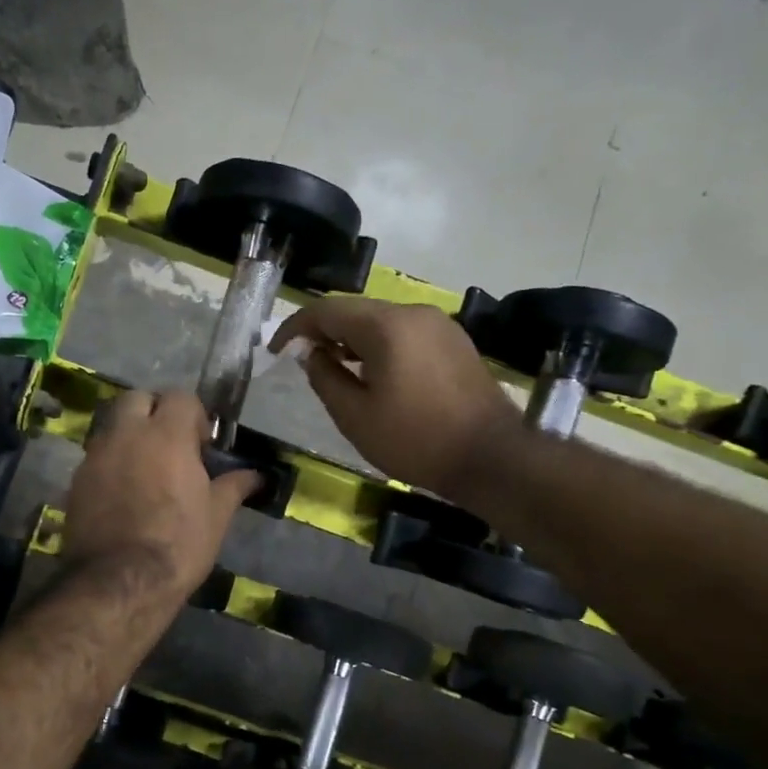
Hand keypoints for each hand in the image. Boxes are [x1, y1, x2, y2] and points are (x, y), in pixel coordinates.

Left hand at [63, 390, 258, 600]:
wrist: (119, 582)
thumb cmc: (178, 544)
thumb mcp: (216, 516)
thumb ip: (234, 486)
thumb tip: (257, 475)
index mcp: (166, 434)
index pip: (180, 397)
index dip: (194, 416)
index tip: (201, 446)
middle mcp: (126, 434)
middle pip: (137, 399)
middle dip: (154, 412)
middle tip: (169, 446)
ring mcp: (96, 456)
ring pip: (112, 426)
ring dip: (130, 436)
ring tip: (146, 470)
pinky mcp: (76, 480)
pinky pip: (96, 457)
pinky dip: (111, 463)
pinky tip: (123, 494)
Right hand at [270, 298, 520, 497]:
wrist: (491, 458)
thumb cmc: (415, 440)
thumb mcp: (355, 416)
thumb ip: (324, 378)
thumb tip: (311, 353)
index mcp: (387, 326)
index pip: (327, 310)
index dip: (295, 327)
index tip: (276, 350)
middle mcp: (414, 312)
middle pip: (356, 310)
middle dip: (324, 331)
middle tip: (303, 360)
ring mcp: (440, 325)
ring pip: (382, 321)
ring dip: (352, 339)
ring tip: (335, 369)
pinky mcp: (455, 341)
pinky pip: (405, 333)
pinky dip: (380, 345)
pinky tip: (374, 374)